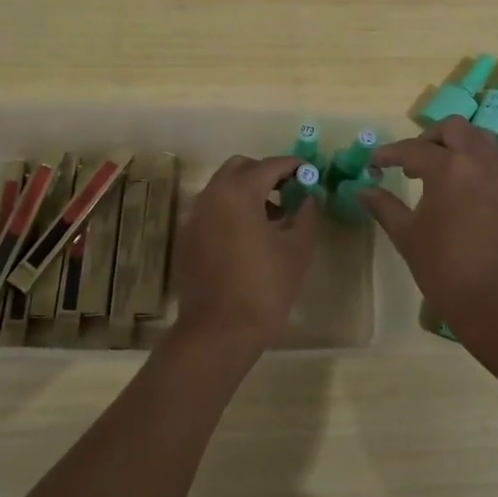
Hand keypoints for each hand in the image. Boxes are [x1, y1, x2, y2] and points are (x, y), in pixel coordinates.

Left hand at [172, 155, 318, 352]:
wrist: (219, 331)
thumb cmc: (264, 287)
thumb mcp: (297, 249)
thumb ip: (306, 214)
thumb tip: (308, 197)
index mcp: (238, 192)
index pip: (269, 165)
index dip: (293, 166)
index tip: (310, 173)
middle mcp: (211, 196)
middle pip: (240, 168)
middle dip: (266, 173)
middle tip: (290, 191)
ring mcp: (194, 217)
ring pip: (223, 188)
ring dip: (248, 191)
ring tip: (274, 217)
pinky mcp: (187, 238)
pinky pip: (212, 210)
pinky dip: (231, 211)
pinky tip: (249, 237)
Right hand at [361, 118, 497, 342]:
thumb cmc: (446, 273)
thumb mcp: (408, 238)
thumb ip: (384, 207)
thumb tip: (362, 189)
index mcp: (450, 169)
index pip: (413, 149)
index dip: (389, 154)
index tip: (375, 164)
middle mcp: (483, 164)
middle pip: (456, 129)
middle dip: (431, 138)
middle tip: (415, 163)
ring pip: (486, 144)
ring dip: (462, 149)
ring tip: (446, 176)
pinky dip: (484, 175)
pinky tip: (473, 203)